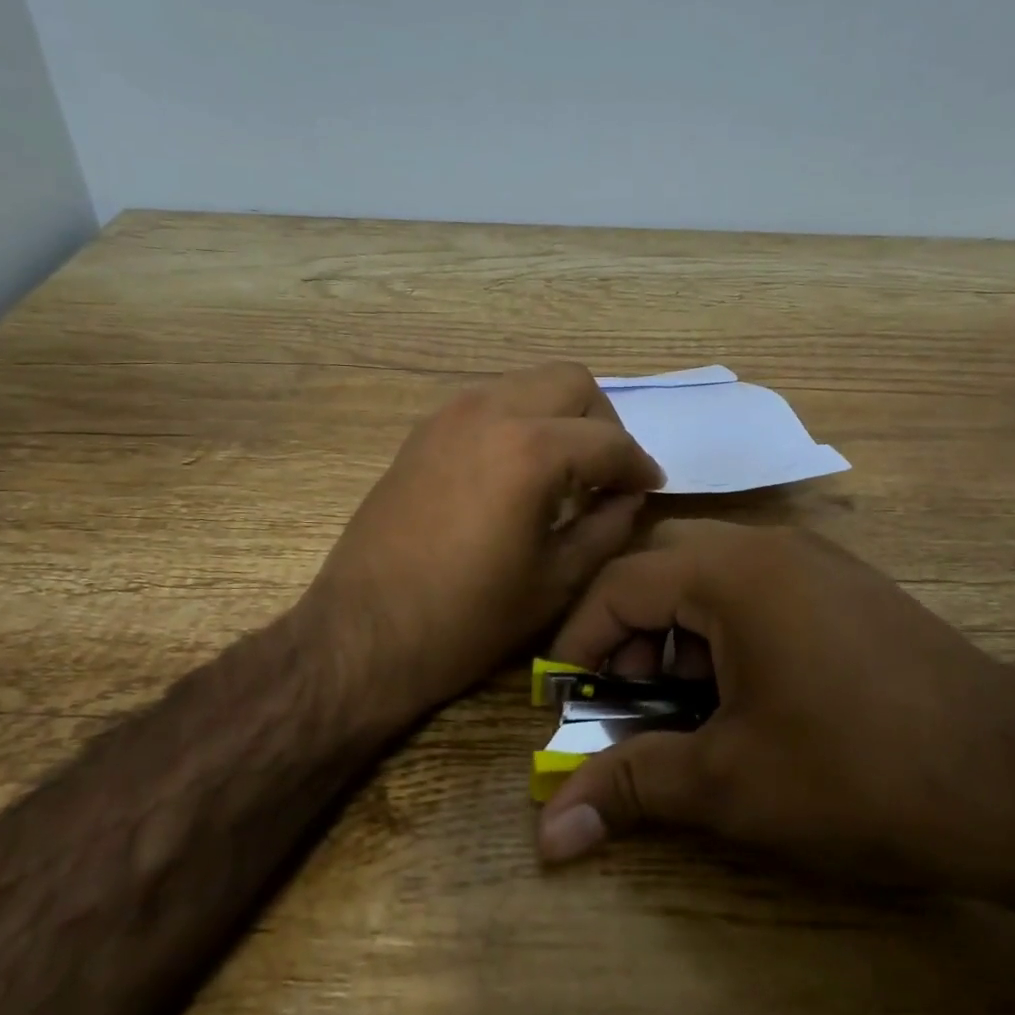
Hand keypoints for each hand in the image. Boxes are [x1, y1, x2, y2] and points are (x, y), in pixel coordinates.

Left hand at [303, 363, 663, 726]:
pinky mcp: (424, 431)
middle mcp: (492, 411)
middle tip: (606, 473)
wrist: (365, 633)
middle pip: (571, 382)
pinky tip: (517, 472)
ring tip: (564, 472)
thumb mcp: (557, 581)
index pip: (609, 440)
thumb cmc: (468, 619)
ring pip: (528, 383)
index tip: (649, 489)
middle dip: (602, 423)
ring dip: (558, 416)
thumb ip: (607, 528)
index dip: (639, 466)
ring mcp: (451, 415)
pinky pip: (490, 402)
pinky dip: (519, 421)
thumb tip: (629, 497)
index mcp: (532, 450)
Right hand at [535, 521, 1014, 899]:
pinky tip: (747, 693)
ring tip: (685, 703)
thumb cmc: (859, 775)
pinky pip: (760, 588)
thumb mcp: (731, 784)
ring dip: (678, 630)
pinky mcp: (851, 589)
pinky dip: (727, 629)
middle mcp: (772, 546)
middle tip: (625, 695)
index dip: (578, 641)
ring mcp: (819, 562)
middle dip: (627, 627)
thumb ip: (632, 788)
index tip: (562, 698)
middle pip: (663, 563)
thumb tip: (548, 834)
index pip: (620, 584)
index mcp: (733, 572)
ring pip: (713, 573)